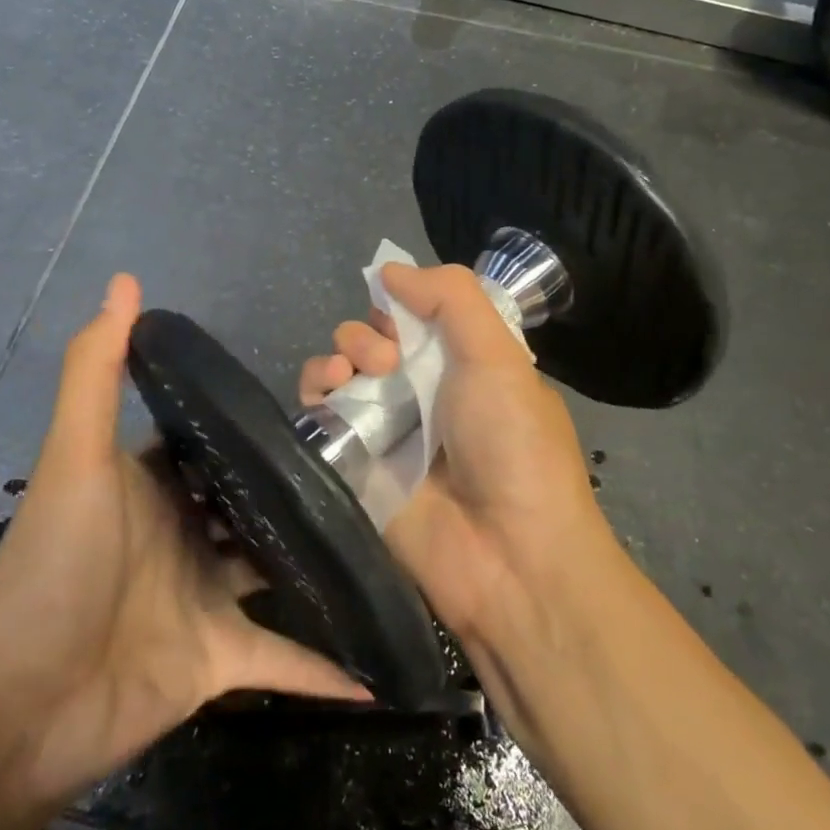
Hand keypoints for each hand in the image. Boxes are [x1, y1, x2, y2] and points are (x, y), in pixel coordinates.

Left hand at [0, 274, 366, 812]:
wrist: (20, 706)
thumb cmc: (56, 565)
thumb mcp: (77, 457)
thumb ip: (97, 370)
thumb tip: (126, 280)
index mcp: (155, 485)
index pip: (211, 442)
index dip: (252, 420)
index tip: (316, 399)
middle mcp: (184, 534)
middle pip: (252, 501)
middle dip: (299, 484)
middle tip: (371, 459)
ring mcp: (204, 597)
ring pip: (274, 569)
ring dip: (318, 559)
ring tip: (384, 534)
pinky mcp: (218, 659)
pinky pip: (282, 660)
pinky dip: (322, 668)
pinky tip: (376, 671)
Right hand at [298, 263, 615, 645]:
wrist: (508, 559)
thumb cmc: (513, 445)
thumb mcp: (499, 356)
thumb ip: (451, 298)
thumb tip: (389, 271)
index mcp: (465, 366)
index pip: (419, 318)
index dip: (402, 305)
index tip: (399, 312)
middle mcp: (424, 394)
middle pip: (375, 340)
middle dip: (369, 332)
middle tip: (386, 358)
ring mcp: (387, 430)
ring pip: (343, 370)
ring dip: (339, 354)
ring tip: (351, 373)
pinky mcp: (353, 464)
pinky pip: (320, 413)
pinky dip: (315, 389)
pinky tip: (327, 391)